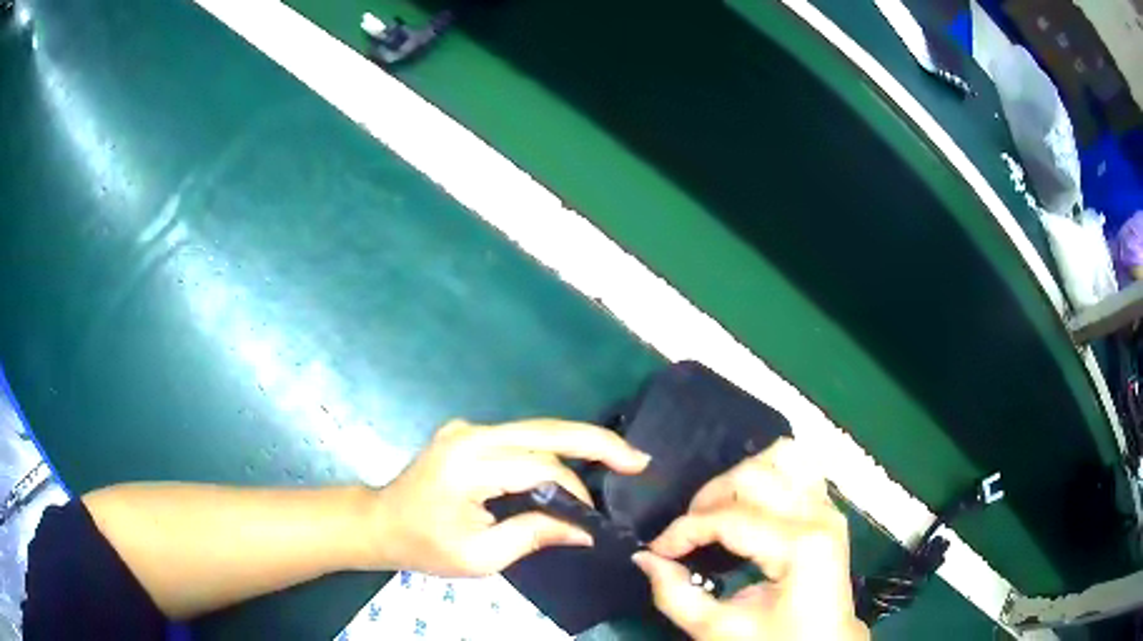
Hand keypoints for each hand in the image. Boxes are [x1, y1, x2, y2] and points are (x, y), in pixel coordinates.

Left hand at [372, 418, 649, 576]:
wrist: (379, 523)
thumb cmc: (425, 546)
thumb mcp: (481, 555)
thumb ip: (535, 535)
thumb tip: (586, 530)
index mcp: (468, 463)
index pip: (539, 468)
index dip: (574, 492)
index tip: (594, 520)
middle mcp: (470, 434)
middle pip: (546, 430)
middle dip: (597, 442)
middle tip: (639, 459)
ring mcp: (467, 429)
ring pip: (536, 431)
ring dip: (576, 446)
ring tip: (616, 461)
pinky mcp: (468, 434)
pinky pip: (519, 439)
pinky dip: (551, 451)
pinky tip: (573, 465)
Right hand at [633, 438, 868, 640]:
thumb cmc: (775, 640)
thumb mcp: (720, 630)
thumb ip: (675, 595)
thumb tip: (644, 558)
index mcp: (799, 546)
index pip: (729, 518)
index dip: (683, 531)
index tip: (658, 551)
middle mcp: (818, 515)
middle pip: (752, 475)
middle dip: (708, 499)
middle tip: (688, 534)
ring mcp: (828, 507)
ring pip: (781, 456)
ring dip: (740, 478)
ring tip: (719, 511)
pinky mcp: (828, 508)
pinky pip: (799, 467)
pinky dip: (768, 474)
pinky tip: (749, 502)